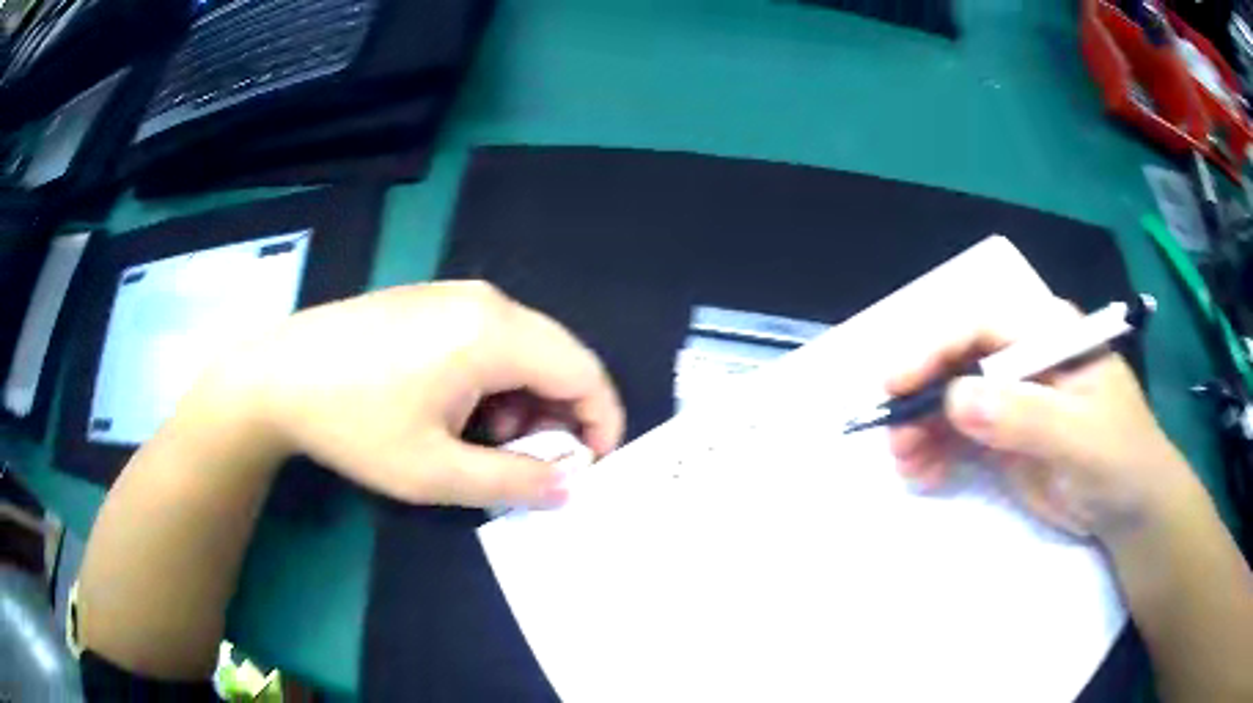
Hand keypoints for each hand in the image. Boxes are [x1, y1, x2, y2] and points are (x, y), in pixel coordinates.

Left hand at [205, 281, 623, 507]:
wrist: (277, 375)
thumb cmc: (355, 424)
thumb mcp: (437, 473)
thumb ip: (515, 482)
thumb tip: (570, 486)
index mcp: (494, 333)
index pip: (584, 372)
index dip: (601, 423)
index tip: (590, 469)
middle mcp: (486, 301)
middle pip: (557, 358)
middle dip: (559, 418)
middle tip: (530, 464)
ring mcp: (455, 294)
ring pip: (524, 349)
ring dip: (524, 402)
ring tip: (483, 443)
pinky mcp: (432, 301)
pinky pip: (490, 339)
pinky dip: (495, 381)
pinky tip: (455, 409)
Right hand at [885, 297, 1195, 540]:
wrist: (1131, 510)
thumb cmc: (1119, 460)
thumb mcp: (1079, 438)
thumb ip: (1024, 415)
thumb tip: (955, 398)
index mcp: (1049, 336)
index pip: (983, 327)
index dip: (937, 348)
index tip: (898, 383)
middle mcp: (1024, 360)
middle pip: (958, 362)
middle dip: (922, 397)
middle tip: (896, 440)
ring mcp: (1013, 400)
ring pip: (952, 401)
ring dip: (922, 429)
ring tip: (908, 466)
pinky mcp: (1005, 438)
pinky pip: (959, 436)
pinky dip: (935, 452)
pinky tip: (925, 475)